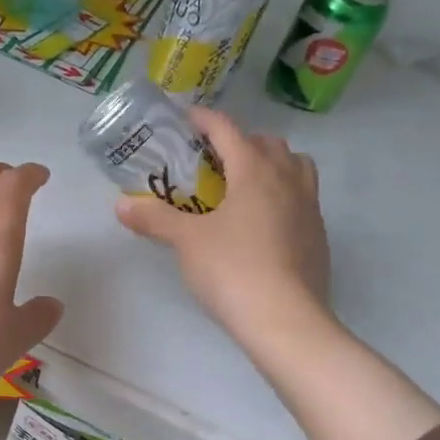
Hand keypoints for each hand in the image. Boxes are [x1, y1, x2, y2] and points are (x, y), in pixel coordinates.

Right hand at [117, 108, 331, 349]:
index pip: (228, 130)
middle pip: (267, 143)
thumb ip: (155, 219)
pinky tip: (263, 223)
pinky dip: (283, 196)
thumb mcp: (186, 242)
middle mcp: (287, 179)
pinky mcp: (318, 235)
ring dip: (272, 164)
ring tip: (245, 185)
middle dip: (241, 142)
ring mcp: (309, 207)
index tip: (187, 119)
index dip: (205, 120)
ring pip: (296, 166)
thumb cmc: (232, 269)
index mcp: (255, 170)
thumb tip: (121, 205)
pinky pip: (303, 199)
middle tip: (213, 160)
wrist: (285, 320)